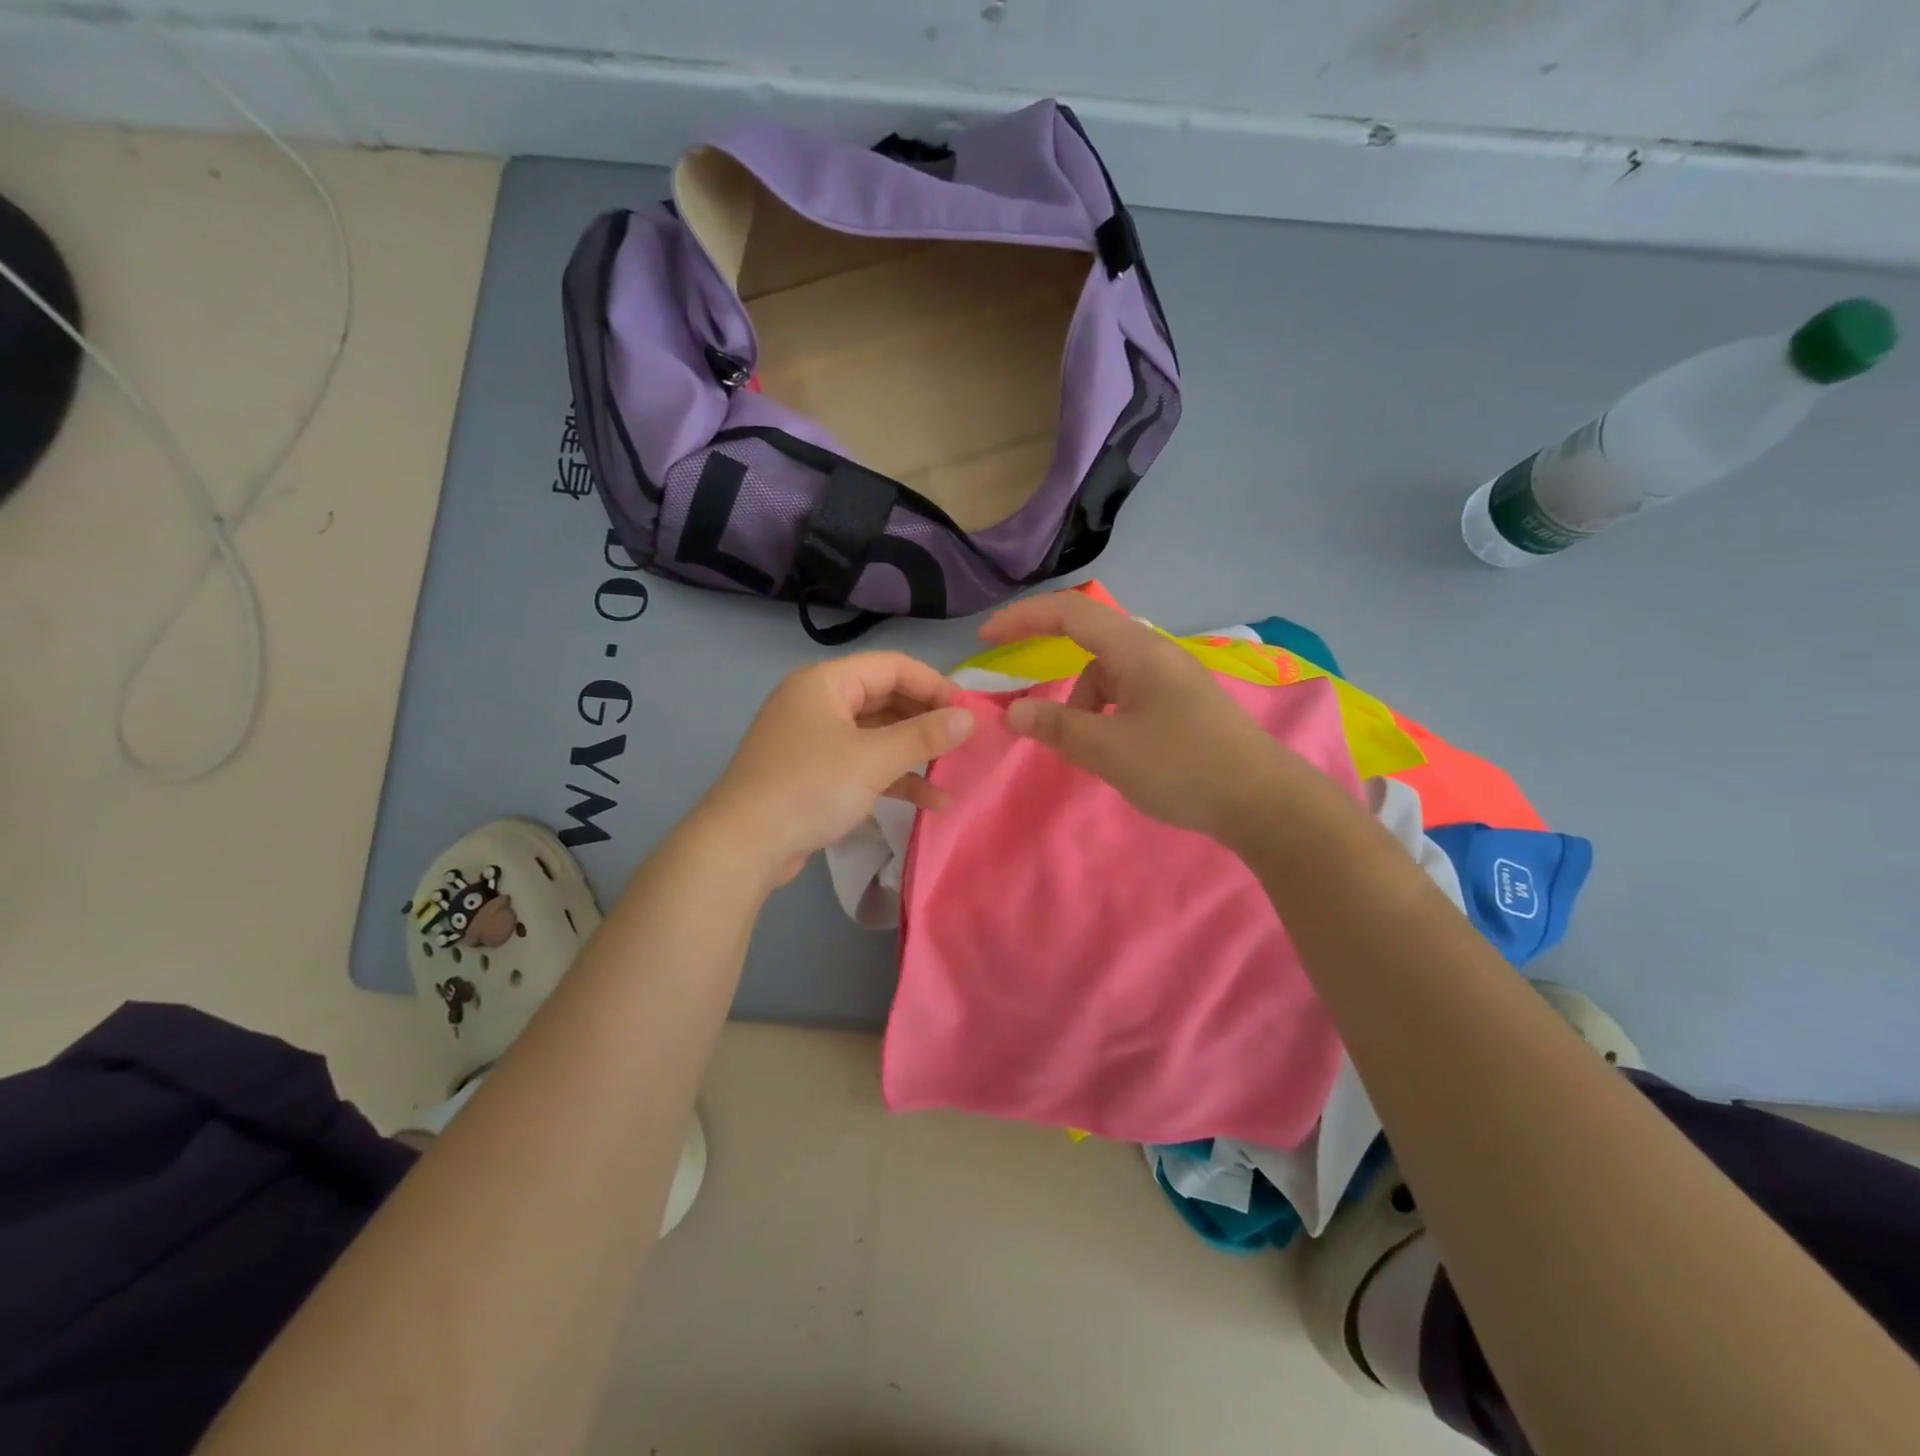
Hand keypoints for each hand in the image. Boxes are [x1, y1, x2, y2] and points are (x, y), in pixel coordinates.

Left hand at [701, 652, 974, 887]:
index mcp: (826, 682)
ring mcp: (814, 739)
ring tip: (954, 772)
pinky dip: (893, 778)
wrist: (743, 846)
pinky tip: (929, 801)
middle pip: (885, 699)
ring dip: (914, 754)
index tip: (969, 712)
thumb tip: (969, 718)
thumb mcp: (873, 760)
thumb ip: (924, 736)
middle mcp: (819, 702)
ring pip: (877, 735)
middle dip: (926, 721)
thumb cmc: (810, 787)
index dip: (934, 685)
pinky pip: (862, 764)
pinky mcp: (814, 774)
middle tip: (965, 742)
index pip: (892, 666)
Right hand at [978, 591, 1308, 843]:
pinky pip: (1128, 697)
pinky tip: (1115, 752)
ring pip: (1108, 677)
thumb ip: (1057, 726)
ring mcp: (1172, 679)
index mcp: (1137, 650)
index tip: (986, 638)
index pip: (1070, 612)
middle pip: (1089, 644)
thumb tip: (1013, 711)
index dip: (1023, 617)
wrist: (1263, 802)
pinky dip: (1107, 717)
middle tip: (1027, 708)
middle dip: (1053, 673)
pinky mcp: (1182, 705)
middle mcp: (1155, 653)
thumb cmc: (1183, 767)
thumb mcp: (1109, 749)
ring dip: (1084, 705)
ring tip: (1087, 751)